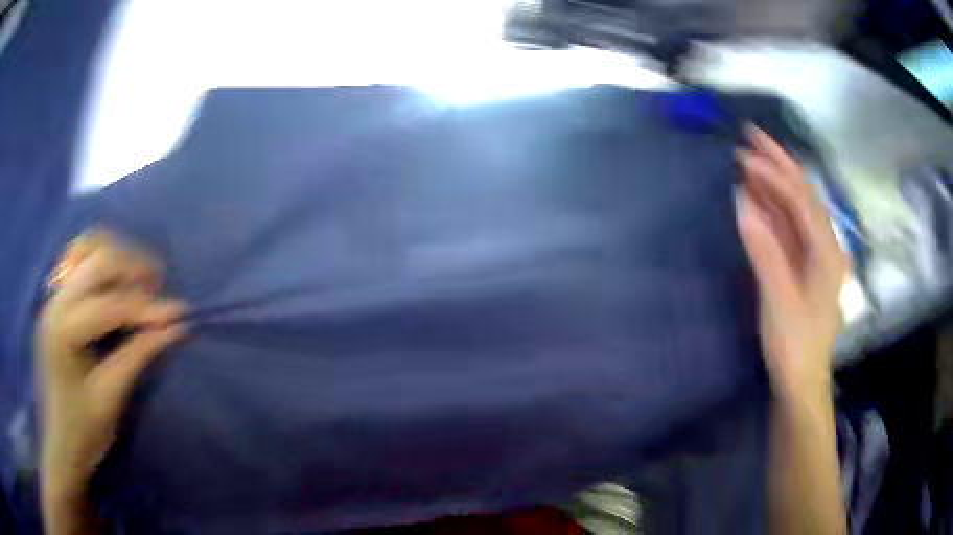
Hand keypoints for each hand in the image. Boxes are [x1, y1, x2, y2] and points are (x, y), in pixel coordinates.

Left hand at [36, 229, 186, 499]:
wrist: (60, 443)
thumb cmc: (84, 430)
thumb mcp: (111, 396)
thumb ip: (139, 355)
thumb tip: (176, 327)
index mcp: (63, 331)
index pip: (110, 304)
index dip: (147, 307)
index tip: (181, 313)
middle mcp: (55, 302)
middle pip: (98, 259)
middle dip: (133, 267)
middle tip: (160, 287)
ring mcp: (53, 297)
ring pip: (87, 247)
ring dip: (118, 256)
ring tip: (140, 279)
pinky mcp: (57, 300)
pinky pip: (79, 260)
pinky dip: (101, 261)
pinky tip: (114, 281)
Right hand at [735, 127, 847, 405]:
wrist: (800, 381)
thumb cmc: (794, 345)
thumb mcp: (779, 300)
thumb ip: (764, 250)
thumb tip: (742, 202)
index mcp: (827, 252)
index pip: (802, 201)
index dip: (775, 175)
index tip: (745, 155)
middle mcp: (824, 246)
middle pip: (803, 195)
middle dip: (779, 163)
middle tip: (751, 136)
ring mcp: (813, 255)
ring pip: (795, 209)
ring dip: (773, 183)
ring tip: (749, 160)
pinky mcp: (801, 265)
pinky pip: (787, 228)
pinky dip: (771, 209)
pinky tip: (755, 198)